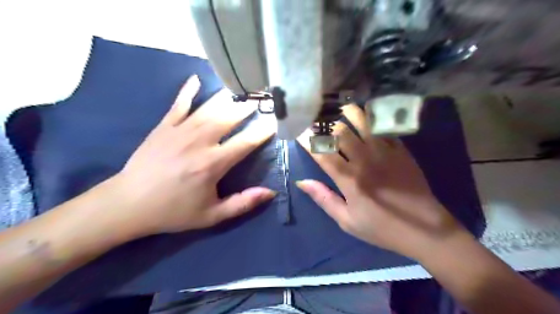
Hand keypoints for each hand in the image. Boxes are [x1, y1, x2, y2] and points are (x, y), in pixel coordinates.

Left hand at [106, 76, 275, 235]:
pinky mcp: (163, 127)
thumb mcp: (212, 215)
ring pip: (208, 108)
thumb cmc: (173, 211)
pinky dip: (188, 91)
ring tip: (239, 89)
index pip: (246, 142)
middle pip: (229, 118)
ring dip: (226, 97)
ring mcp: (180, 131)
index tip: (274, 123)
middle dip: (247, 108)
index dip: (262, 131)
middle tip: (259, 100)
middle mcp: (199, 142)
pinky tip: (196, 79)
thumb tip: (270, 192)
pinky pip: (178, 104)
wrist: (128, 204)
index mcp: (213, 164)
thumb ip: (243, 203)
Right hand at [297, 105, 464, 258]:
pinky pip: (384, 128)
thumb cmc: (381, 227)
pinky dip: (373, 118)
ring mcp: (385, 152)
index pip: (322, 153)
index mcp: (349, 179)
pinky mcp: (401, 150)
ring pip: (364, 123)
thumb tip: (302, 181)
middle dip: (326, 123)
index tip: (298, 130)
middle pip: (341, 131)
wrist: (425, 230)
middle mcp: (365, 160)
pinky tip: (368, 114)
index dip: (307, 140)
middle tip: (318, 117)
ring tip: (342, 109)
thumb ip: (323, 198)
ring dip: (350, 113)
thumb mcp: (347, 221)